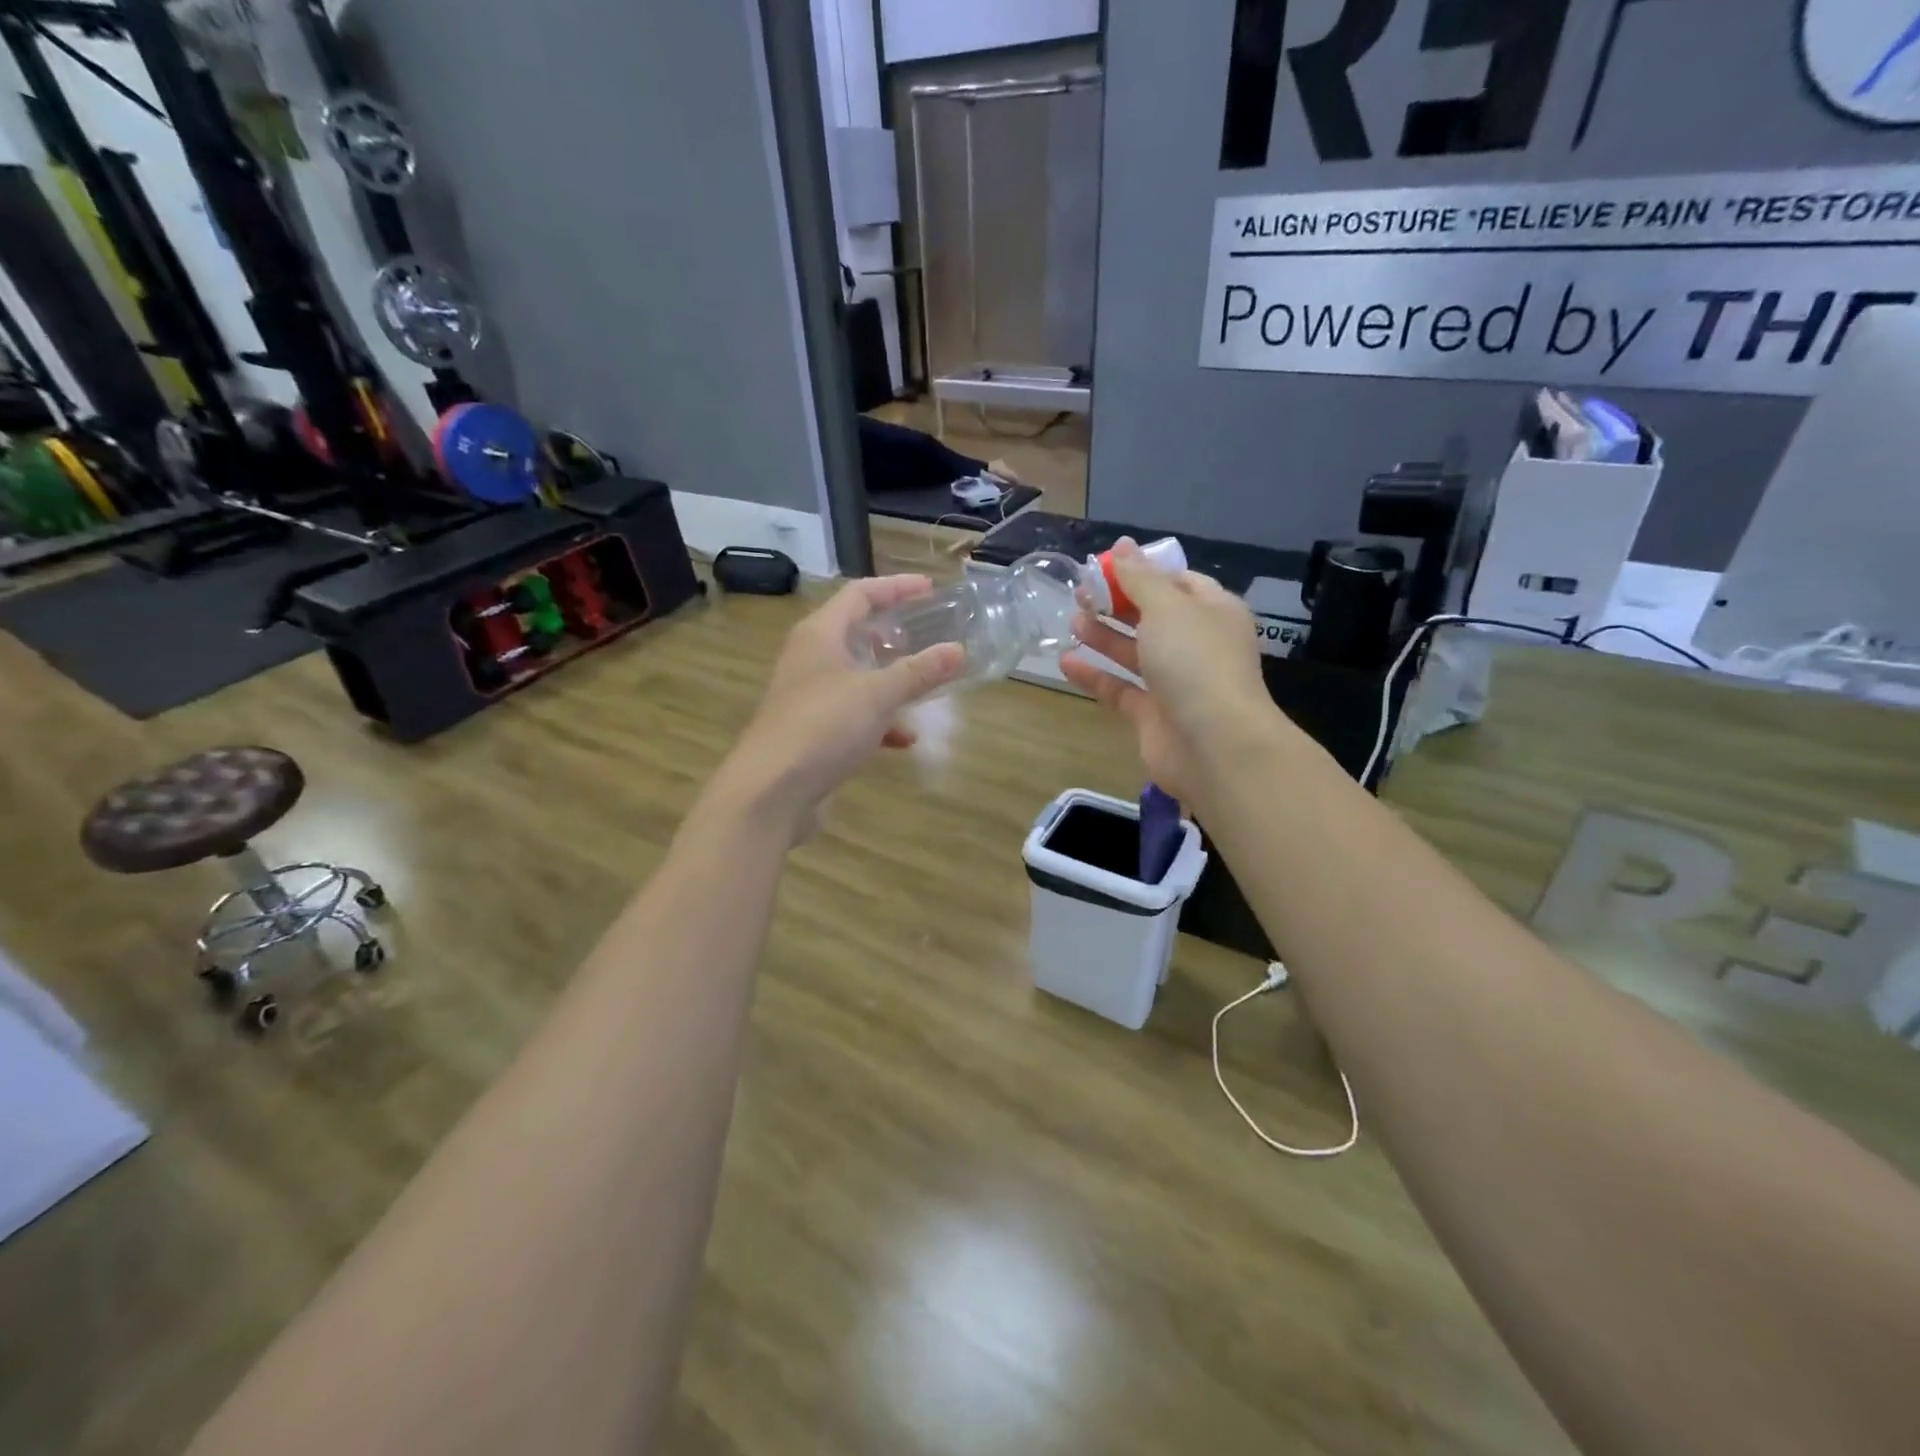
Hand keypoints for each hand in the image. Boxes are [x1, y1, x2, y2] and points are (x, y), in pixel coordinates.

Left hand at [707, 576, 964, 842]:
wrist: (770, 791)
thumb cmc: (823, 727)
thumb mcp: (878, 694)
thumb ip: (919, 671)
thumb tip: (958, 650)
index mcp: (820, 634)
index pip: (860, 594)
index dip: (896, 587)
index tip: (930, 589)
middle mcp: (810, 658)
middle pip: (855, 632)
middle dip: (893, 633)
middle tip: (928, 633)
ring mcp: (808, 696)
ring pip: (856, 676)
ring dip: (890, 678)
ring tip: (924, 683)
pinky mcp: (812, 731)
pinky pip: (852, 714)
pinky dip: (880, 721)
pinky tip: (905, 740)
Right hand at [1060, 540, 1279, 805]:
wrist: (1214, 745)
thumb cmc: (1195, 661)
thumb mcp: (1167, 607)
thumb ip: (1139, 578)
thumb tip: (1122, 545)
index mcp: (1213, 611)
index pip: (1178, 582)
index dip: (1142, 571)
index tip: (1104, 565)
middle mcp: (1197, 644)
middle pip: (1152, 616)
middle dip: (1116, 602)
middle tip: (1079, 593)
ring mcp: (1175, 682)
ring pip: (1135, 652)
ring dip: (1103, 635)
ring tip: (1071, 620)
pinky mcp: (1153, 715)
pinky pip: (1120, 688)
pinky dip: (1095, 675)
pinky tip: (1066, 661)